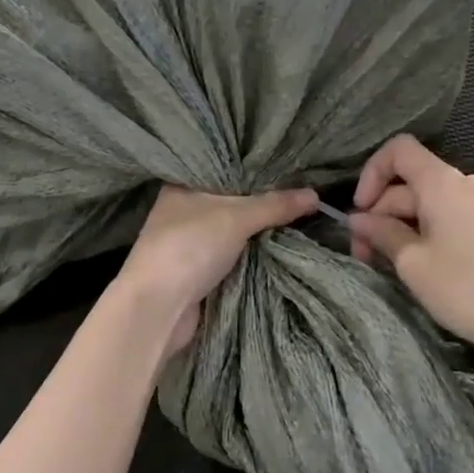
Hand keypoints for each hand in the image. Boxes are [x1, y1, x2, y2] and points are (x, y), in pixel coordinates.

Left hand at [117, 184, 319, 354]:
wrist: (158, 308)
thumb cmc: (189, 247)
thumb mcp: (236, 217)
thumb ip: (275, 205)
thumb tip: (315, 195)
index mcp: (181, 186)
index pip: (222, 169)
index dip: (252, 167)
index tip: (286, 164)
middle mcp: (182, 210)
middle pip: (230, 200)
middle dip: (261, 201)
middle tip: (301, 189)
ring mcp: (188, 243)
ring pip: (232, 230)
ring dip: (258, 230)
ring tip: (299, 214)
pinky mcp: (197, 271)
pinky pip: (232, 255)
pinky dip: (251, 253)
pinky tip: (279, 245)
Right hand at [350, 136, 473, 367]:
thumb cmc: (467, 288)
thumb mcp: (412, 262)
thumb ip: (381, 233)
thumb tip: (358, 219)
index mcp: (442, 182)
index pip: (398, 150)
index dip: (371, 174)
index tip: (360, 212)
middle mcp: (462, 184)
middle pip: (408, 182)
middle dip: (379, 213)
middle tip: (362, 255)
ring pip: (424, 204)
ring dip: (398, 227)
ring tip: (384, 265)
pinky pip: (444, 218)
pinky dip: (421, 234)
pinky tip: (414, 266)